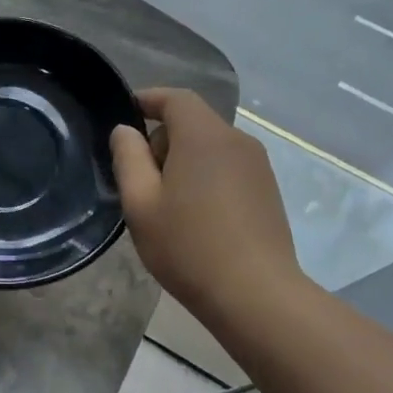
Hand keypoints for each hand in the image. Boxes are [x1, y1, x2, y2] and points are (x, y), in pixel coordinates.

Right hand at [110, 88, 302, 325]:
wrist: (254, 294)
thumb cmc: (188, 246)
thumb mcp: (141, 204)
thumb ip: (128, 159)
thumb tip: (125, 131)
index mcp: (204, 136)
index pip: (176, 98)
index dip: (148, 99)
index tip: (125, 113)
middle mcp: (237, 141)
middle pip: (193, 123)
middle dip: (162, 140)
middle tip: (138, 179)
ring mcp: (258, 166)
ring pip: (210, 148)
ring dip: (183, 162)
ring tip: (164, 204)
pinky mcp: (267, 191)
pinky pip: (227, 168)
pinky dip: (205, 178)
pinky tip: (194, 217)